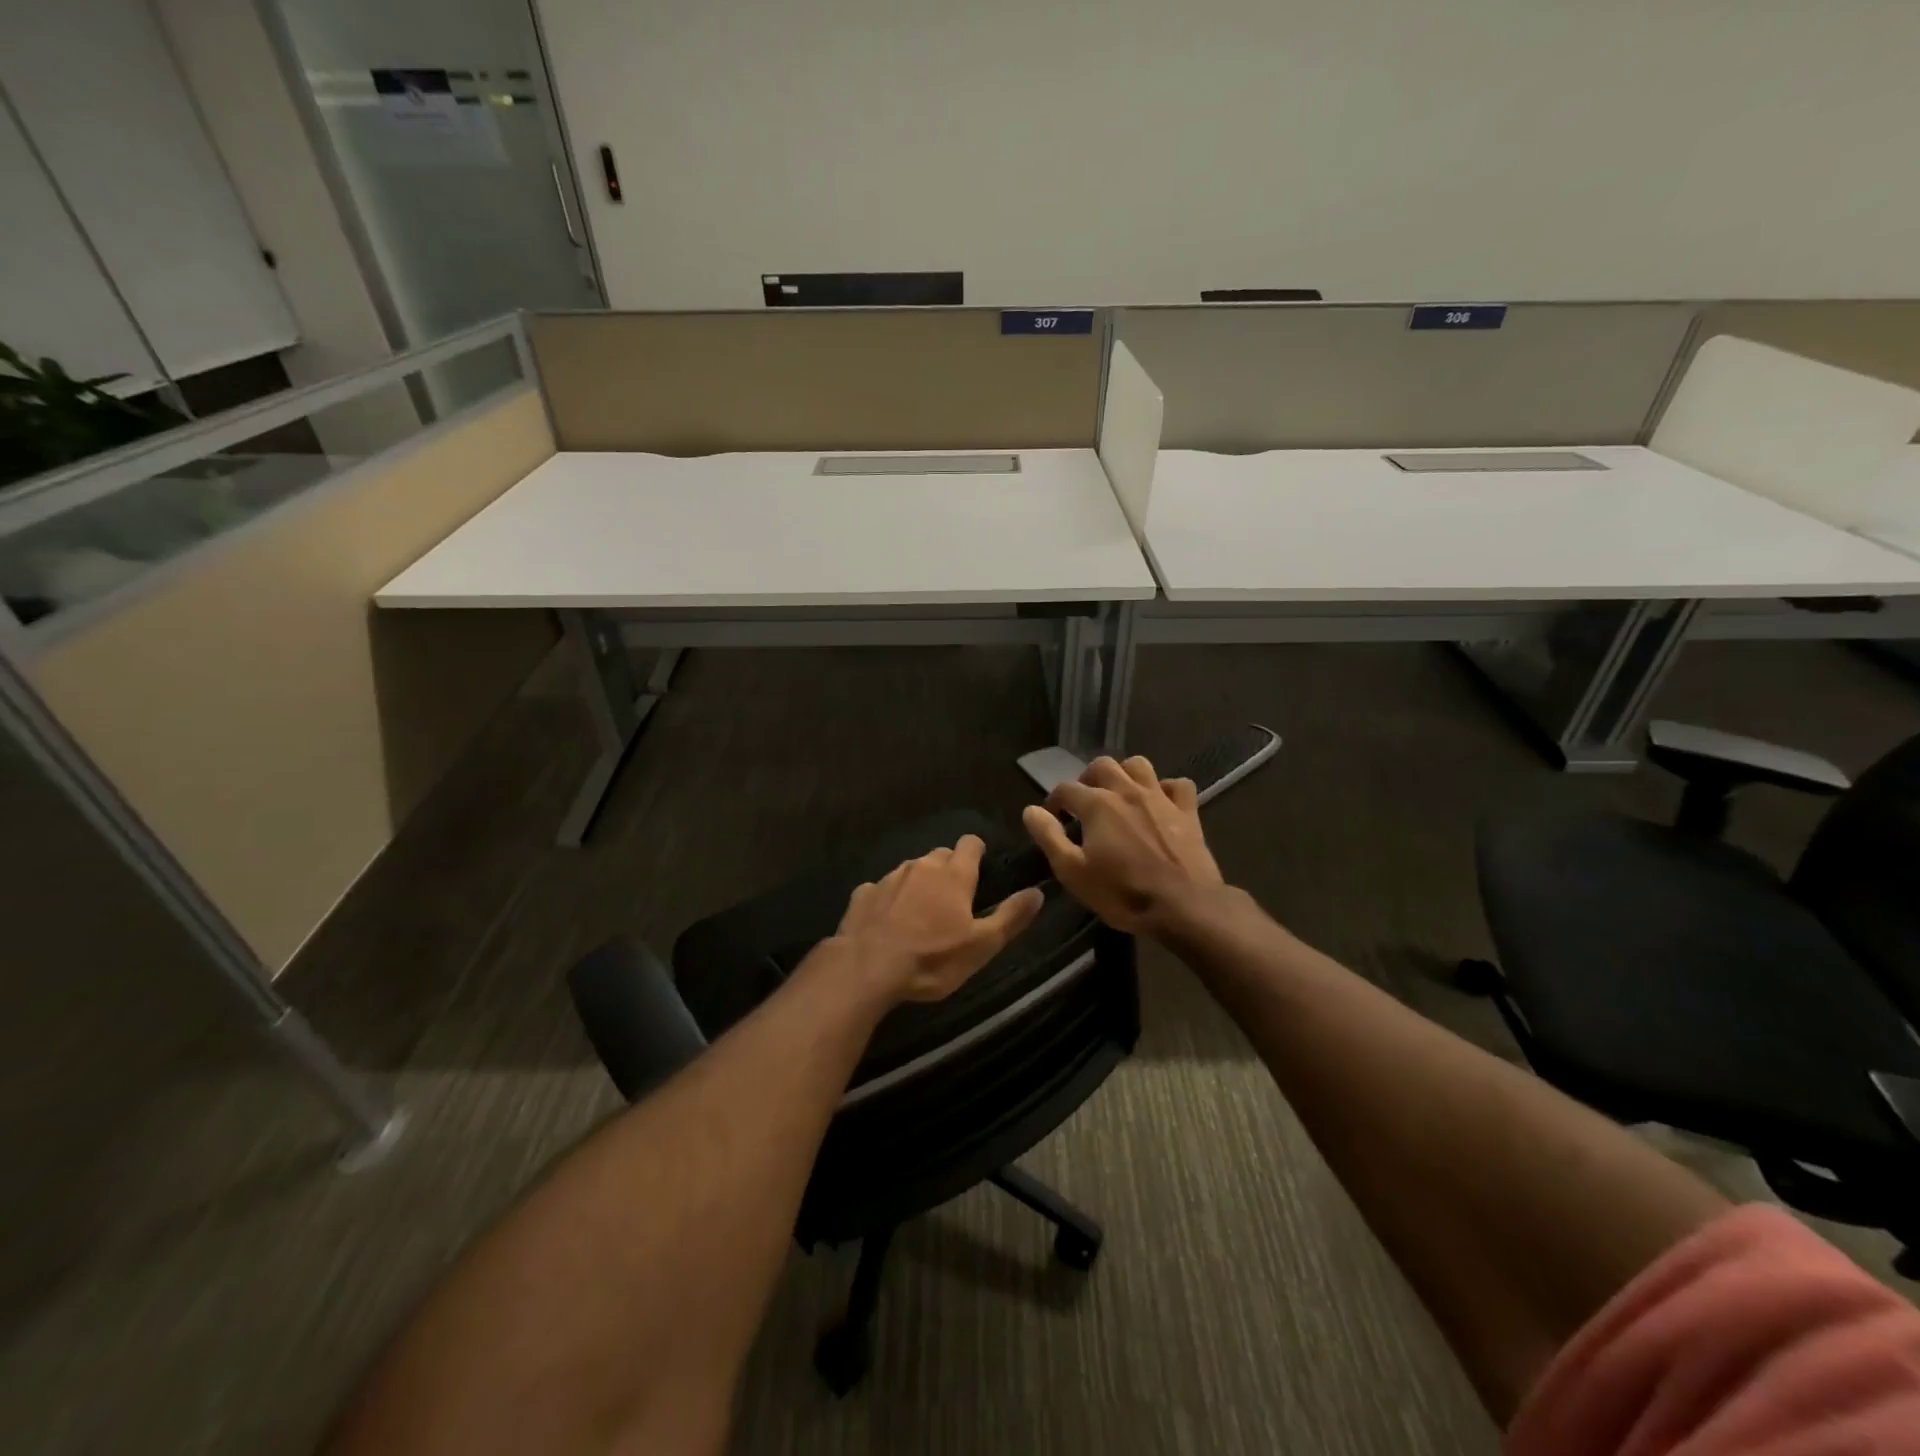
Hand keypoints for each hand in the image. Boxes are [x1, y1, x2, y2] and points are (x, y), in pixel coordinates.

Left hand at [833, 835, 1044, 1002]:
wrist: (866, 968)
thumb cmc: (932, 958)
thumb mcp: (981, 946)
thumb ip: (1011, 916)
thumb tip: (1037, 892)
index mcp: (954, 874)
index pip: (970, 843)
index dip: (977, 853)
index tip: (980, 871)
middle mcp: (921, 865)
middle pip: (940, 855)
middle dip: (948, 870)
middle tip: (953, 901)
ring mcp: (889, 877)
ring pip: (911, 870)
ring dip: (919, 884)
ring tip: (920, 915)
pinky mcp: (863, 893)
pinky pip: (882, 888)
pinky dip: (889, 899)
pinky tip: (888, 922)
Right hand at [1021, 755, 1223, 933]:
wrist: (1184, 907)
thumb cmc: (1122, 893)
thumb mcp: (1073, 872)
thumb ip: (1049, 837)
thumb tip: (1031, 811)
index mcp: (1097, 804)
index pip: (1066, 789)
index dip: (1055, 801)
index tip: (1053, 818)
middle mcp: (1127, 791)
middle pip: (1102, 765)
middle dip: (1088, 779)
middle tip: (1084, 802)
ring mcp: (1160, 798)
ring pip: (1139, 765)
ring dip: (1124, 774)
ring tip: (1118, 794)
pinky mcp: (1188, 811)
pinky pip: (1177, 785)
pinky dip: (1165, 789)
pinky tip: (1159, 803)